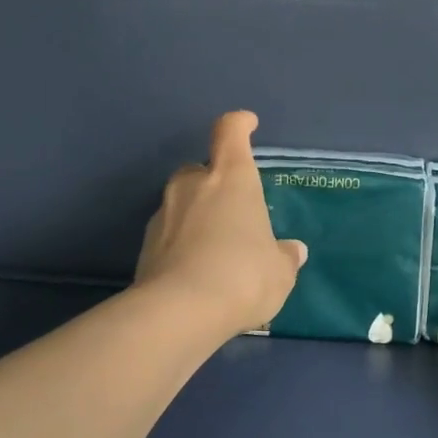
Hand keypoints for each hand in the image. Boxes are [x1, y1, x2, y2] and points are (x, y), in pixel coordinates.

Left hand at [135, 111, 306, 336]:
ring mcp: (163, 214)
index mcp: (231, 179)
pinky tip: (196, 270)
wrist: (179, 313)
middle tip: (233, 207)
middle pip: (200, 169)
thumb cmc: (243, 276)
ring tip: (216, 246)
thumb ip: (285, 257)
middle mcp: (193, 186)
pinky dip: (181, 243)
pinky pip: (169, 233)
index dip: (239, 124)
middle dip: (213, 181)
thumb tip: (293, 251)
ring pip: (181, 202)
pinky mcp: (144, 246)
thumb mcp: (279, 271)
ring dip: (196, 214)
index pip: (230, 133)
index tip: (247, 124)